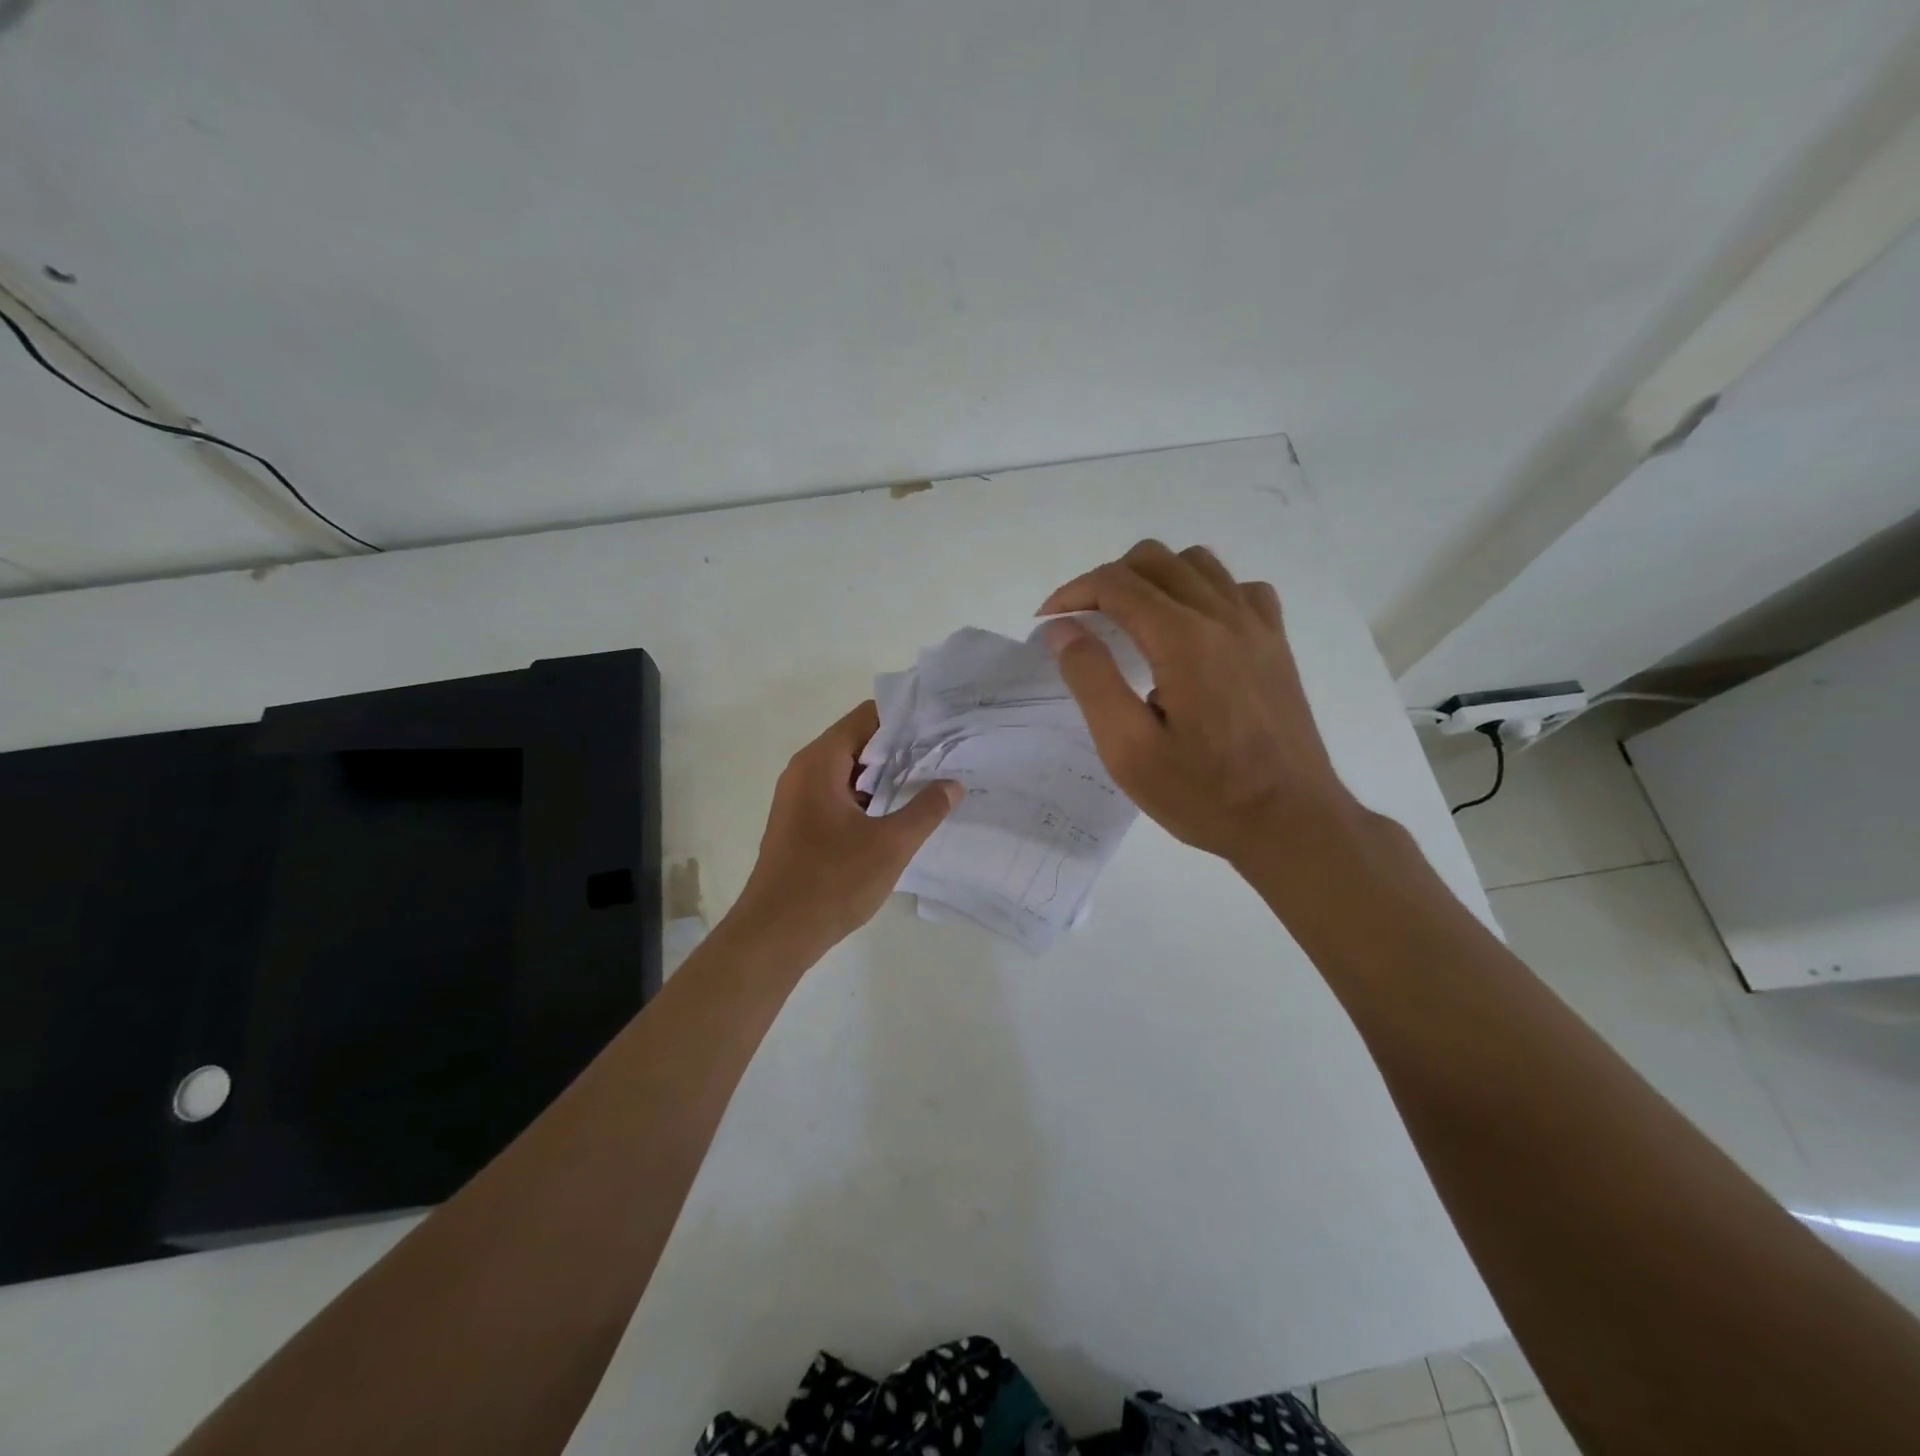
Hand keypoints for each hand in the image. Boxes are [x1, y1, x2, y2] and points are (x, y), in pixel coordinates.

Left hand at [730, 700, 960, 954]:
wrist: (775, 935)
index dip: (907, 718)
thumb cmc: (831, 881)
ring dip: (887, 776)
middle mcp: (804, 771)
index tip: (942, 726)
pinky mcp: (801, 824)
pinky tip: (900, 813)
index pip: (867, 717)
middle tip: (946, 754)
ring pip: (850, 772)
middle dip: (902, 748)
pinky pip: (840, 795)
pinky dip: (869, 797)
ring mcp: (799, 798)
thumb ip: (926, 809)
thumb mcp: (890, 844)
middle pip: (859, 742)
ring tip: (932, 781)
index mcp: (819, 762)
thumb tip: (953, 784)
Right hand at [1040, 540, 1358, 866]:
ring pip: (1196, 564)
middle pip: (1154, 559)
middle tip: (1083, 623)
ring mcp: (1257, 625)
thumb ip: (1092, 680)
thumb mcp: (1129, 750)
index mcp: (1184, 639)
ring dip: (1154, 579)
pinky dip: (1203, 591)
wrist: (1292, 822)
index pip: (1116, 583)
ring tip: (1132, 621)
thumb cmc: (1204, 794)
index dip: (1072, 593)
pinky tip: (1192, 629)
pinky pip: (1237, 587)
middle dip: (1107, 580)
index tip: (1048, 622)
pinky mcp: (1276, 643)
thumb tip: (1062, 629)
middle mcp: (1223, 616)